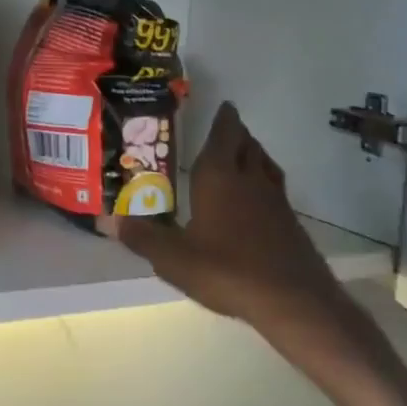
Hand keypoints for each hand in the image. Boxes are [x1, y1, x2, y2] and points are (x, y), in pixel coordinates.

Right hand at [101, 103, 406, 405]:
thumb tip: (114, 220)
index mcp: (219, 177)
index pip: (223, 136)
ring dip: (253, 154)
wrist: (292, 299)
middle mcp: (250, 180)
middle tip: (225, 128)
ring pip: (264, 164)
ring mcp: (275, 200)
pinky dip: (263, 182)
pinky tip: (255, 200)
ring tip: (242, 154)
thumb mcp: (174, 258)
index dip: (223, 119)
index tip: (224, 106)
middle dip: (236, 133)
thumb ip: (144, 238)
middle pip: (246, 145)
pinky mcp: (290, 222)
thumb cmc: (227, 269)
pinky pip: (274, 189)